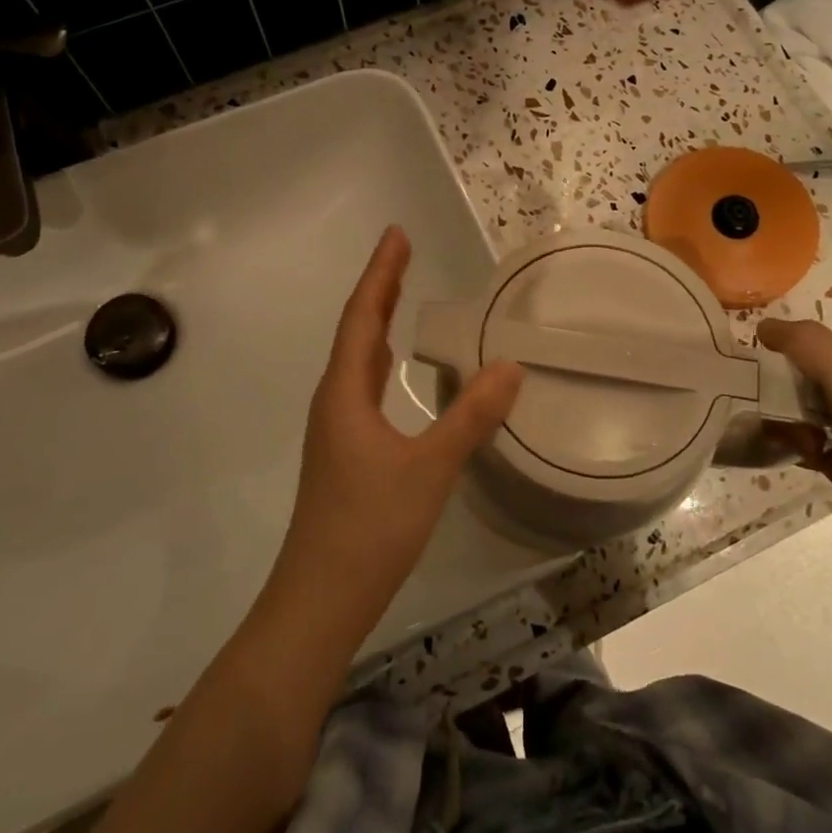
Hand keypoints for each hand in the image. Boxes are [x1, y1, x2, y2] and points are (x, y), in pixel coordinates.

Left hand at [269, 227, 523, 627]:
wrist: (321, 598)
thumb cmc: (370, 527)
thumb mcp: (429, 468)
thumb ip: (471, 417)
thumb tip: (510, 365)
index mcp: (345, 393)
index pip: (363, 317)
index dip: (381, 273)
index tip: (396, 234)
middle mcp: (334, 402)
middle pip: (357, 332)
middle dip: (381, 290)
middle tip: (403, 253)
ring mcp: (336, 430)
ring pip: (358, 362)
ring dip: (378, 324)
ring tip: (400, 297)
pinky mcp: (345, 455)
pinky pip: (364, 389)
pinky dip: (381, 364)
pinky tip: (395, 372)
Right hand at [756, 319, 831, 578]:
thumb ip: (807, 344)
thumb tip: (762, 325)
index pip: (809, 340)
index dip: (786, 362)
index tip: (776, 388)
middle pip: (801, 372)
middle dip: (784, 396)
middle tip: (792, 421)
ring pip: (797, 405)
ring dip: (787, 424)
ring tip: (804, 445)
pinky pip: (803, 436)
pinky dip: (793, 444)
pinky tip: (801, 458)